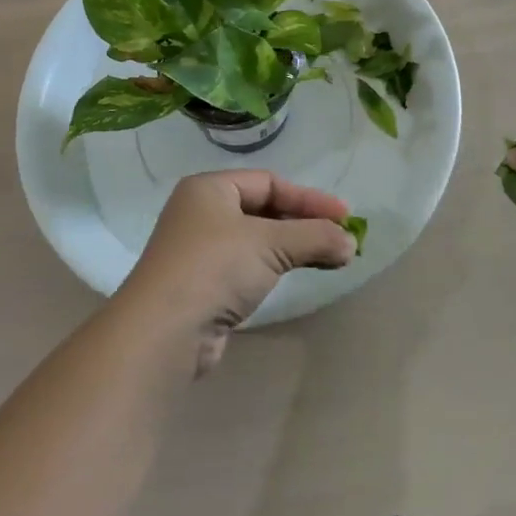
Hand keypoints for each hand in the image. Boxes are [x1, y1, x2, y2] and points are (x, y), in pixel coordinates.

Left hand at [118, 170, 355, 373]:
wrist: (164, 332)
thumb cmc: (214, 267)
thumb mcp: (269, 243)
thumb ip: (314, 237)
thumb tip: (351, 243)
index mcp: (209, 189)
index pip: (269, 182)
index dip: (309, 198)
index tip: (345, 216)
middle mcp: (201, 213)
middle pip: (264, 209)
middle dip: (305, 223)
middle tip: (342, 237)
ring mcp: (200, 251)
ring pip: (258, 239)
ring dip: (296, 246)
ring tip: (333, 257)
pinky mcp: (204, 285)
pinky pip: (250, 265)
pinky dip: (277, 265)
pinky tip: (300, 273)